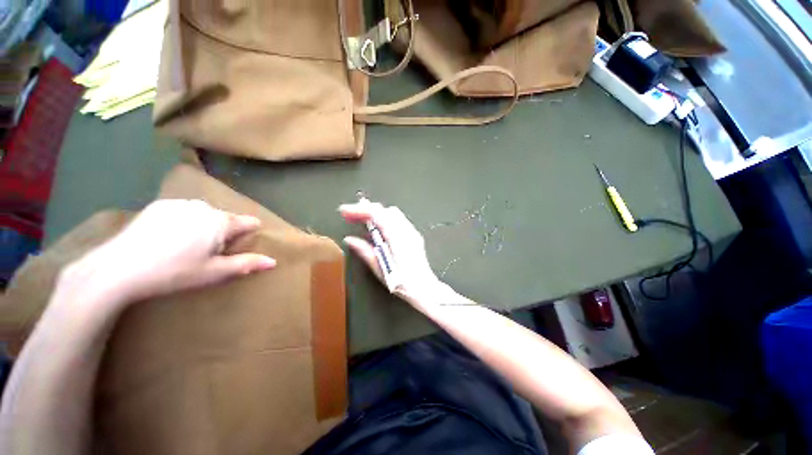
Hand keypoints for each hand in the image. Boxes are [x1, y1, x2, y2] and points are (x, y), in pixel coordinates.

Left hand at [62, 200, 275, 308]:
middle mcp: (204, 207)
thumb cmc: (173, 272)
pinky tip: (168, 237)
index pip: (248, 222)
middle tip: (207, 252)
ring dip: (204, 226)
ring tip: (186, 246)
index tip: (238, 246)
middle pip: (226, 218)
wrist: (119, 268)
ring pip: (205, 214)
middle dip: (224, 232)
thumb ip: (246, 264)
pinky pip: (184, 211)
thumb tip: (273, 261)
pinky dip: (184, 221)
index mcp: (220, 222)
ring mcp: (180, 204)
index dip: (248, 234)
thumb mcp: (213, 272)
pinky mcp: (160, 205)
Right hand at [339, 201, 445, 306]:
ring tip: (361, 222)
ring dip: (375, 214)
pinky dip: (384, 220)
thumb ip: (365, 251)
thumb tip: (350, 239)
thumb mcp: (379, 268)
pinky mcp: (413, 235)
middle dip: (366, 210)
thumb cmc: (401, 282)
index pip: (376, 214)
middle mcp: (405, 230)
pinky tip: (377, 231)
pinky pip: (397, 220)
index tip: (344, 211)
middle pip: (384, 210)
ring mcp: (411, 231)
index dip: (358, 209)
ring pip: (391, 213)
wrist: (424, 288)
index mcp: (396, 236)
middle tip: (350, 217)